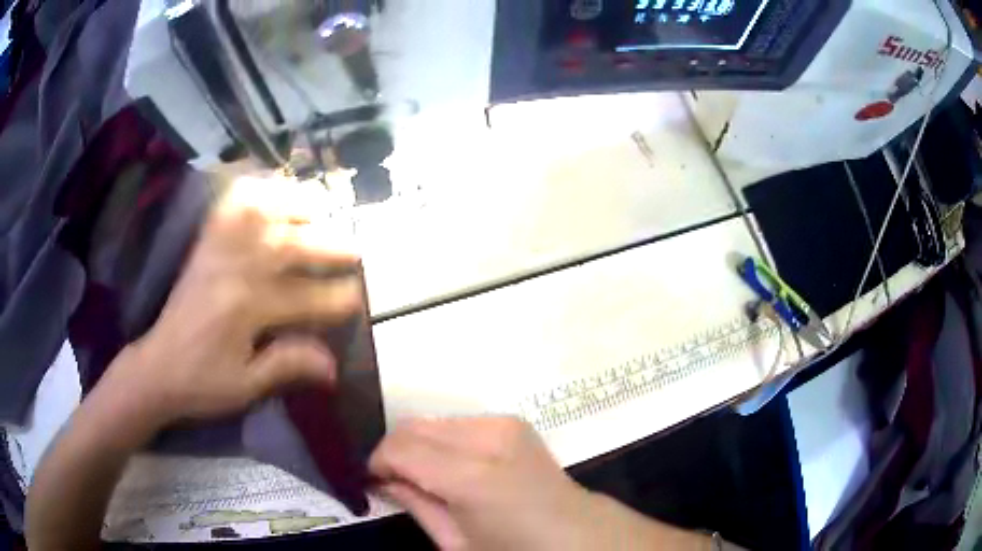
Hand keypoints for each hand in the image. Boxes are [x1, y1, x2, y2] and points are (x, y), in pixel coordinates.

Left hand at [98, 175, 363, 430]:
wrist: (156, 368)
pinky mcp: (204, 246)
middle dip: (329, 246)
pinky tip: (267, 189)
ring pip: (260, 212)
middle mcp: (233, 270)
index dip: (337, 300)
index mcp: (246, 310)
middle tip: (355, 250)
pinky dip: (250, 191)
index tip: (358, 300)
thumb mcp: (246, 386)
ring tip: (319, 209)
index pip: (304, 298)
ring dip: (293, 206)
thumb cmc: (201, 383)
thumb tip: (333, 365)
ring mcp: (217, 252)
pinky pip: (228, 207)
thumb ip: (288, 366)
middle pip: (290, 246)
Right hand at [369, 417, 598, 550]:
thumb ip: (416, 505)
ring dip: (419, 446)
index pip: (400, 448)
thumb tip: (383, 478)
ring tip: (426, 477)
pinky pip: (458, 423)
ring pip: (433, 421)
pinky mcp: (512, 422)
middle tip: (394, 481)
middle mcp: (489, 437)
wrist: (576, 533)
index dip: (377, 462)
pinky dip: (443, 441)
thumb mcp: (457, 544)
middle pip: (414, 426)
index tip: (373, 481)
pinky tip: (453, 468)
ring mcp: (504, 423)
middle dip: (395, 451)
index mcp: (473, 477)